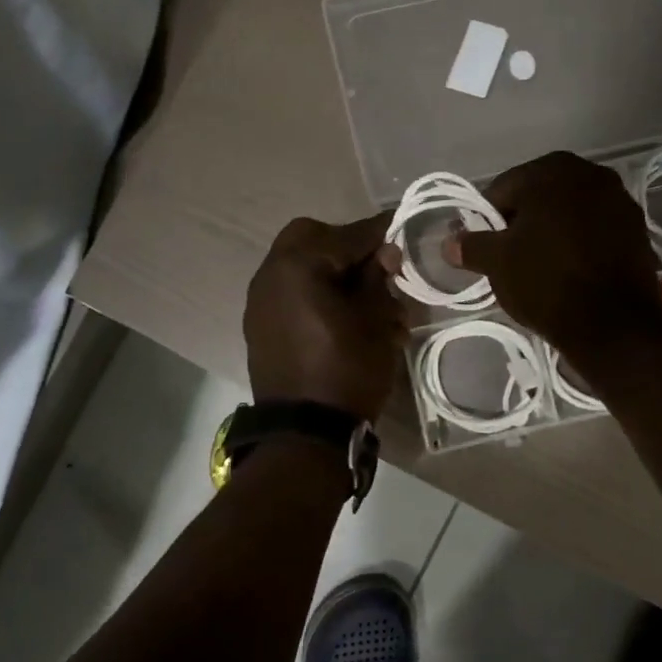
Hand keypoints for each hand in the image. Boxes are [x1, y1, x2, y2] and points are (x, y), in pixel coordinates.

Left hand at [244, 213, 406, 420]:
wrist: (306, 433)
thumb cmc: (347, 370)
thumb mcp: (374, 321)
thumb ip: (377, 278)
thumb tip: (384, 253)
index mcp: (297, 265)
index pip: (347, 235)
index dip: (379, 232)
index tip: (401, 228)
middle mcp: (270, 275)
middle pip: (311, 240)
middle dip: (345, 247)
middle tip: (376, 267)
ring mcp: (260, 303)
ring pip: (299, 267)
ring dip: (331, 273)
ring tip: (366, 301)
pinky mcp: (260, 328)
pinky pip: (291, 295)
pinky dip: (315, 295)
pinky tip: (342, 318)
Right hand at [443, 151, 661, 360]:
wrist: (611, 322)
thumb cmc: (545, 282)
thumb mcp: (496, 263)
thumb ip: (470, 246)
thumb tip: (449, 243)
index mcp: (551, 170)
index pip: (503, 190)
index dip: (488, 221)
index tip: (487, 250)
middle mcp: (589, 172)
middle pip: (539, 197)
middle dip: (523, 224)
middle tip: (513, 260)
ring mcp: (619, 199)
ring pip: (570, 213)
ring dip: (553, 232)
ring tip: (544, 267)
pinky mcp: (637, 228)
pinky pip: (595, 230)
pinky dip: (581, 243)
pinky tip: (573, 271)